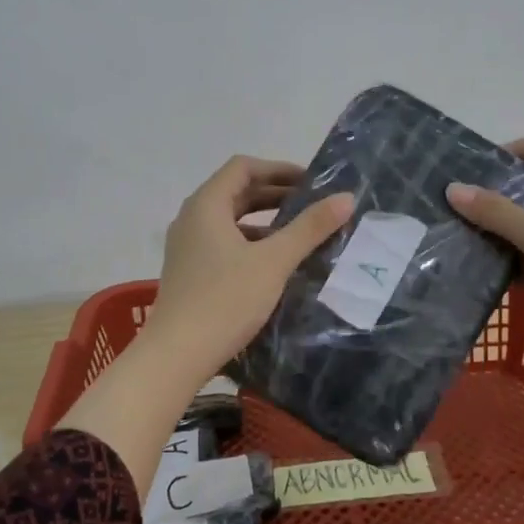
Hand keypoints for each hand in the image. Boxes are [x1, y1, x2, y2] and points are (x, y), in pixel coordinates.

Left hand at [145, 156, 354, 378]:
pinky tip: (274, 265)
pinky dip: (251, 244)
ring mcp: (187, 247)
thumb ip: (309, 228)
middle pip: (236, 192)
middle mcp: (192, 219)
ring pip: (231, 221)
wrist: (176, 355)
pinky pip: (225, 244)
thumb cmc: (225, 300)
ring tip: (300, 235)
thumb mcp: (273, 262)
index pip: (243, 168)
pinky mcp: (190, 272)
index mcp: (206, 205)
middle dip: (275, 195)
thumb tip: (346, 197)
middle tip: (312, 206)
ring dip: (265, 222)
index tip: (311, 183)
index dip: (279, 169)